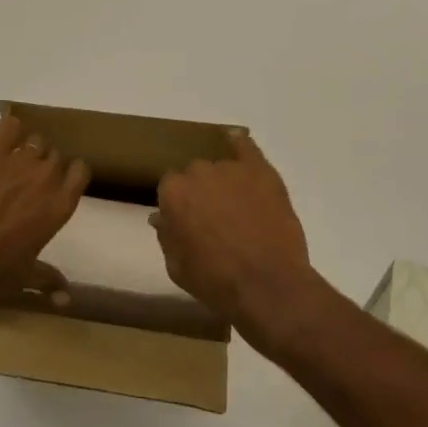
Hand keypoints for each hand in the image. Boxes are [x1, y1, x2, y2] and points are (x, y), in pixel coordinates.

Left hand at [0, 114, 89, 306]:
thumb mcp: (28, 277)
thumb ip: (50, 280)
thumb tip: (66, 300)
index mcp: (61, 206)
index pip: (80, 171)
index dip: (68, 174)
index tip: (56, 183)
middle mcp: (46, 178)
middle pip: (55, 154)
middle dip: (43, 164)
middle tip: (25, 180)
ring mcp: (18, 163)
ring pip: (34, 141)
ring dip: (25, 149)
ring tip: (8, 165)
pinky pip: (8, 126)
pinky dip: (7, 129)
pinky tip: (0, 140)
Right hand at [152, 132, 322, 345]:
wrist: (266, 285)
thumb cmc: (214, 281)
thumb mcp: (176, 267)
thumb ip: (166, 235)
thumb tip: (161, 217)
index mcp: (173, 193)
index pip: (170, 186)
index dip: (180, 203)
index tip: (188, 219)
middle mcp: (198, 172)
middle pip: (195, 173)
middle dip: (201, 191)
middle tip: (213, 216)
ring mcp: (232, 169)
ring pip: (222, 167)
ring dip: (224, 181)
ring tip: (238, 206)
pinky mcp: (261, 171)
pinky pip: (247, 147)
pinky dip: (240, 143)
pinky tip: (236, 141)